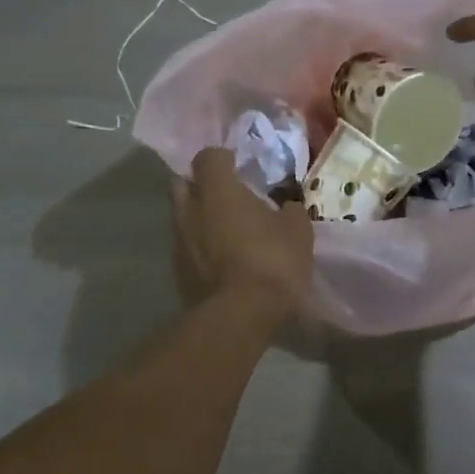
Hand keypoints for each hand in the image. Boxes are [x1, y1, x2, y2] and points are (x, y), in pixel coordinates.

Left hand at [172, 147, 312, 318]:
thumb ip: (290, 211)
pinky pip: (186, 247)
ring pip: (182, 217)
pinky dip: (200, 247)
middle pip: (184, 183)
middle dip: (201, 185)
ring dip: (199, 218)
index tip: (238, 165)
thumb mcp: (298, 232)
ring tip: (225, 230)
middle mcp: (189, 209)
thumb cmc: (271, 262)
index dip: (222, 158)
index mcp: (217, 190)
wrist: (238, 317)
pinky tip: (221, 259)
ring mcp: (177, 242)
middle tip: (226, 195)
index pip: (208, 156)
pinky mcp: (176, 272)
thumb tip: (287, 206)